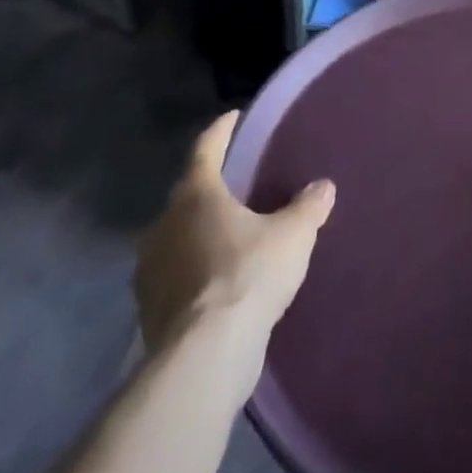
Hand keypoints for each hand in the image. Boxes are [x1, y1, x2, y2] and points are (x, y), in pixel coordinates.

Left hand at [134, 111, 335, 354]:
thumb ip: (308, 206)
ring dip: (199, 232)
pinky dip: (194, 270)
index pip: (206, 148)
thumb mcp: (293, 235)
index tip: (233, 117)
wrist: (205, 355)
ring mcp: (150, 269)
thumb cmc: (249, 275)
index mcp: (196, 195)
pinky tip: (217, 280)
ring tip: (229, 235)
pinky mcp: (149, 308)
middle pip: (188, 195)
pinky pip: (175, 274)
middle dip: (211, 188)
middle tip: (238, 184)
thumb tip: (323, 187)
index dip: (222, 130)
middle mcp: (164, 224)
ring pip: (177, 236)